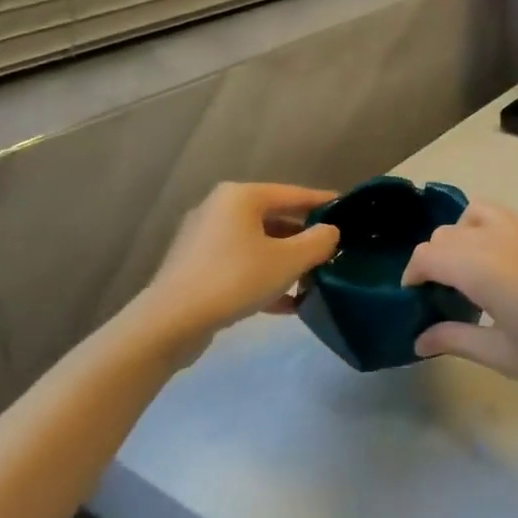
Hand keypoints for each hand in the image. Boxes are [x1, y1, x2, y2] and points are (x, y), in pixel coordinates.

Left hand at [131, 183, 338, 353]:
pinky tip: (287, 304)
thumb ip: (318, 242)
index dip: (324, 202)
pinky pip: (240, 265)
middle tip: (333, 250)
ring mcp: (204, 239)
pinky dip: (264, 278)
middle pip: (275, 218)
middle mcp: (220, 209)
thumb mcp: (288, 261)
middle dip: (304, 237)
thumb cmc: (234, 279)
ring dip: (286, 261)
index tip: (349, 210)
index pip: (294, 194)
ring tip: (313, 279)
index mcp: (241, 197)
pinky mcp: (195, 268)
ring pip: (258, 244)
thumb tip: (330, 232)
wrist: (169, 324)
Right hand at [402, 202, 517, 411]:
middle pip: (452, 231)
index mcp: (483, 264)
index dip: (413, 272)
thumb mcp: (505, 356)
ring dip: (467, 235)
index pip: (430, 253)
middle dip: (437, 255)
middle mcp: (505, 237)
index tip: (413, 296)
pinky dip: (503, 242)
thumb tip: (420, 339)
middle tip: (441, 292)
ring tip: (474, 274)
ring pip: (485, 214)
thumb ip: (458, 339)